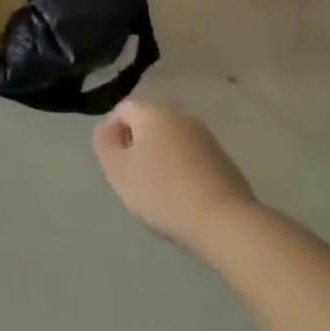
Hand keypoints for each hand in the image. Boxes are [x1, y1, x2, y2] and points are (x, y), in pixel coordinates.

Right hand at [93, 100, 255, 251]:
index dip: (111, 131)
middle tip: (131, 175)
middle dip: (137, 144)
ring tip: (156, 189)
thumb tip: (107, 130)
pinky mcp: (223, 159)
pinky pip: (191, 156)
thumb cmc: (162, 192)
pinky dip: (181, 169)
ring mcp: (206, 137)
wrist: (225, 221)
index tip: (112, 161)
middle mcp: (181, 116)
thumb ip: (104, 143)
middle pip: (149, 122)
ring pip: (171, 140)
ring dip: (160, 157)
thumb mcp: (118, 170)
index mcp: (153, 112)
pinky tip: (182, 195)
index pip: (123, 109)